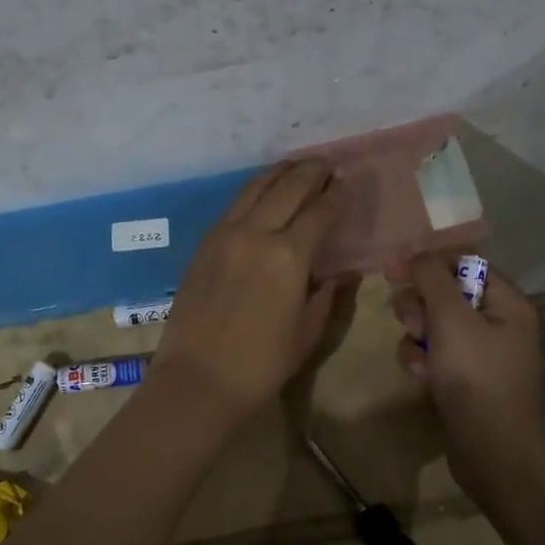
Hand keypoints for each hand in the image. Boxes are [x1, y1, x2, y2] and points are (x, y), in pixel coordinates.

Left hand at [151, 159, 351, 424]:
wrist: (197, 380)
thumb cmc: (260, 365)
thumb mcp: (307, 332)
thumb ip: (326, 294)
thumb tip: (340, 271)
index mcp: (288, 257)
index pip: (320, 211)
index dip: (337, 195)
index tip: (347, 183)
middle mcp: (256, 233)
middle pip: (288, 187)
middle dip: (311, 171)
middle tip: (327, 164)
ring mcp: (225, 234)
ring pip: (256, 188)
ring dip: (280, 173)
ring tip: (297, 166)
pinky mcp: (204, 243)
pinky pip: (235, 205)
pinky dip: (255, 191)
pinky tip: (263, 193)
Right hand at [390, 253, 544, 496]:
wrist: (490, 450)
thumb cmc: (475, 375)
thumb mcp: (450, 318)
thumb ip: (431, 278)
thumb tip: (415, 255)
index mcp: (507, 302)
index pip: (464, 263)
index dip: (428, 263)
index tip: (393, 270)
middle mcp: (497, 323)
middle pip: (444, 293)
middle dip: (420, 306)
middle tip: (413, 323)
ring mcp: (480, 353)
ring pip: (433, 324)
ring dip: (416, 335)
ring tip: (419, 356)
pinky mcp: (463, 378)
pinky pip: (433, 353)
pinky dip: (421, 360)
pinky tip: (421, 376)